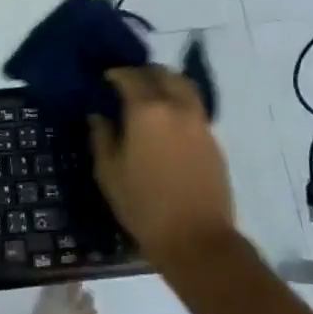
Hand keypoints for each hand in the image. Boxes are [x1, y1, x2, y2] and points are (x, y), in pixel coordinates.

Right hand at [90, 66, 236, 270]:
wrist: (196, 239)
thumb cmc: (144, 205)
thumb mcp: (109, 172)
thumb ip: (102, 136)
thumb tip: (99, 115)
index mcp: (147, 110)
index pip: (130, 76)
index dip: (115, 74)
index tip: (105, 79)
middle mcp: (176, 106)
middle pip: (162, 74)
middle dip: (143, 74)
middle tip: (127, 85)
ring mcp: (199, 121)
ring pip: (183, 86)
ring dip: (165, 84)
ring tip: (151, 98)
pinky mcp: (213, 138)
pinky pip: (194, 107)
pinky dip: (179, 103)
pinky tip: (167, 123)